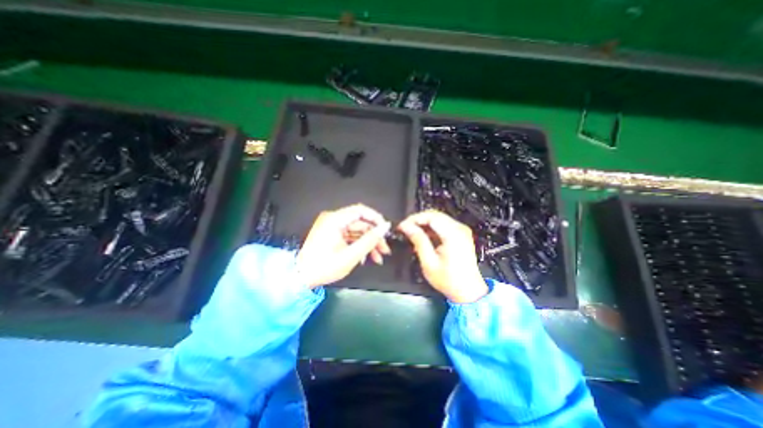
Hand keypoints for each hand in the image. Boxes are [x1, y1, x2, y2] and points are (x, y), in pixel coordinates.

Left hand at [295, 202, 388, 286]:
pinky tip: (365, 258)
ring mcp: (332, 227)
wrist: (300, 278)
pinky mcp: (332, 234)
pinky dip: (358, 246)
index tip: (386, 231)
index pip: (361, 210)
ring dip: (368, 244)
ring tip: (378, 258)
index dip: (376, 219)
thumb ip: (370, 240)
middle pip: (360, 223)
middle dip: (374, 237)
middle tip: (385, 251)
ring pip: (357, 231)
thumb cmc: (325, 267)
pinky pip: (350, 236)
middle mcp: (333, 219)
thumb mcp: (351, 255)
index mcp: (335, 219)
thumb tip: (385, 226)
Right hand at [397, 211, 485, 304]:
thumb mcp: (429, 262)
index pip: (431, 217)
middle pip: (435, 215)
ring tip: (411, 233)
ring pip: (438, 218)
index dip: (414, 219)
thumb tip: (406, 227)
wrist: (468, 291)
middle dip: (417, 220)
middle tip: (405, 229)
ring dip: (423, 224)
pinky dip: (431, 228)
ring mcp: (462, 230)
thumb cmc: (448, 280)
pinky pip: (443, 225)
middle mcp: (460, 228)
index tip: (402, 226)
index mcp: (453, 234)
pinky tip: (423, 237)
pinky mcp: (461, 234)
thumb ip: (418, 241)